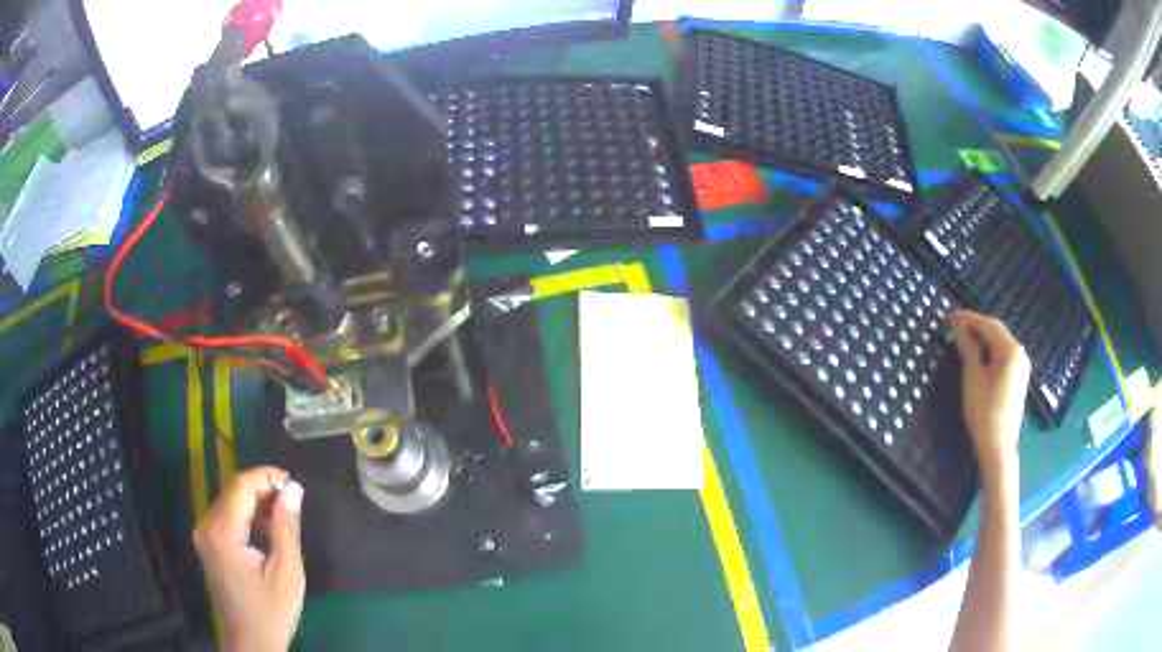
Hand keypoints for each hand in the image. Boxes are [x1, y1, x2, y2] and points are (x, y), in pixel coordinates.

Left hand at [193, 466, 305, 651]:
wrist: (249, 643)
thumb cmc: (271, 612)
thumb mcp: (287, 573)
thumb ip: (286, 528)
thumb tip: (293, 488)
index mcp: (223, 532)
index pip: (241, 486)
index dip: (267, 477)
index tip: (294, 482)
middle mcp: (206, 526)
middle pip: (233, 491)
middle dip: (262, 488)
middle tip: (293, 500)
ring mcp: (203, 534)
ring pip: (229, 501)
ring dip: (255, 502)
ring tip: (284, 516)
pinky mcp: (207, 543)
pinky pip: (225, 516)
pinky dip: (246, 515)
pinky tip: (265, 530)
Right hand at [949, 311, 1029, 492]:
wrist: (998, 447)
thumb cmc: (984, 411)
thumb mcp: (973, 377)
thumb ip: (968, 349)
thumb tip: (960, 329)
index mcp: (1011, 349)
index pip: (989, 325)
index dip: (969, 318)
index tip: (950, 317)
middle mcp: (1020, 353)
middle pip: (997, 332)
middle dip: (976, 327)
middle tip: (955, 326)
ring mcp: (1021, 368)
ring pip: (1000, 345)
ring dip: (983, 339)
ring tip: (964, 339)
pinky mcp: (1018, 380)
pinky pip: (1003, 357)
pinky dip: (990, 352)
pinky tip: (979, 356)